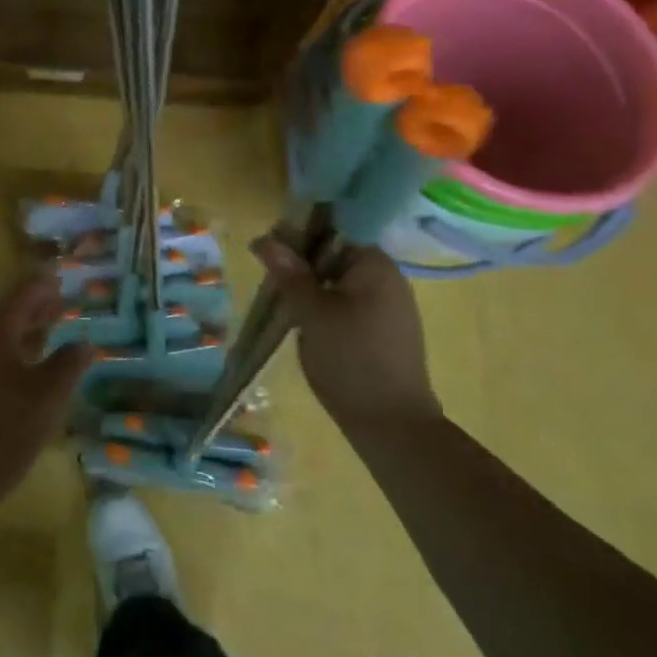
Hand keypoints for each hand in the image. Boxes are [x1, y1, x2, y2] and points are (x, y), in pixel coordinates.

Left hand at [0, 272, 89, 516]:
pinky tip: (26, 375)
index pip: (23, 292)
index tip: (63, 275)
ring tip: (51, 334)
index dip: (45, 284)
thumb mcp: (45, 399)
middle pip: (8, 312)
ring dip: (25, 333)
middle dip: (36, 307)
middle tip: (63, 302)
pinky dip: (12, 355)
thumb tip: (84, 342)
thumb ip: (67, 366)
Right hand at [252, 236, 440, 424]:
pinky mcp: (384, 329)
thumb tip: (263, 238)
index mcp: (375, 264)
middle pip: (335, 253)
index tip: (272, 248)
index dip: (300, 233)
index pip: (334, 228)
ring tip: (284, 300)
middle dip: (302, 261)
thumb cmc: (351, 360)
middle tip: (272, 278)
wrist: (393, 427)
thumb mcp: (312, 313)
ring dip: (311, 285)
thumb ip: (289, 272)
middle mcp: (387, 278)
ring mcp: (389, 305)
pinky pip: (348, 301)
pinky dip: (325, 304)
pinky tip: (306, 322)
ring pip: (339, 279)